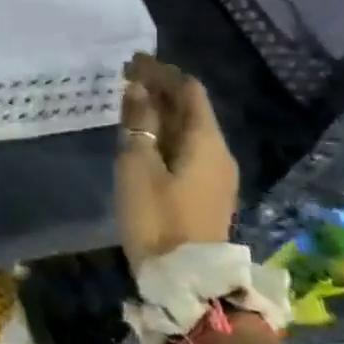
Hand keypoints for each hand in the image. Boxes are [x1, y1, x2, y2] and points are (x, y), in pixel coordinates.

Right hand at [115, 54, 237, 270]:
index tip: (131, 61)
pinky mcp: (204, 193)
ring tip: (129, 102)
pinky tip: (142, 136)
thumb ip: (139, 124)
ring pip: (188, 129)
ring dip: (161, 112)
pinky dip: (164, 133)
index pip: (188, 91)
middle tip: (126, 77)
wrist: (187, 282)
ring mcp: (215, 175)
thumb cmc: (157, 218)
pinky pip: (186, 148)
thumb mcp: (138, 166)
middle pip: (191, 109)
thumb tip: (139, 89)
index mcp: (206, 142)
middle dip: (160, 89)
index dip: (161, 72)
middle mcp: (218, 153)